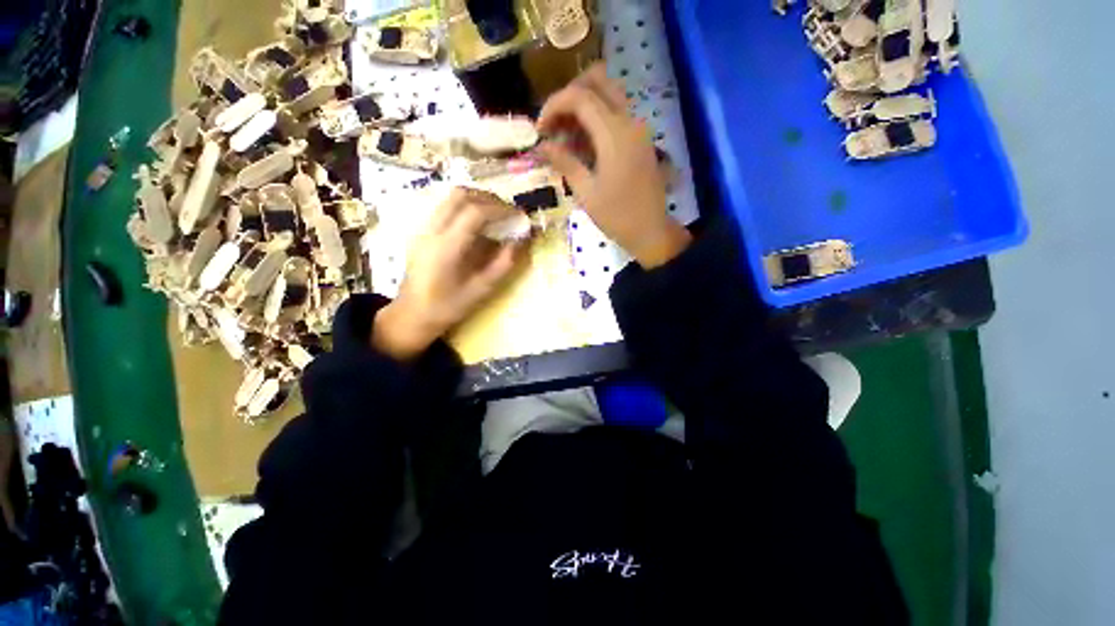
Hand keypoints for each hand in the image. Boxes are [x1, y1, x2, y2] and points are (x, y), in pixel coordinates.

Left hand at [374, 188, 523, 359]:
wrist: (412, 314)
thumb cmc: (448, 307)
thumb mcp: (482, 289)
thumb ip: (504, 263)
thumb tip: (522, 240)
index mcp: (447, 247)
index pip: (475, 212)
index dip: (501, 210)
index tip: (519, 216)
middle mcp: (432, 230)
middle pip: (460, 195)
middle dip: (489, 199)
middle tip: (508, 212)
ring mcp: (423, 228)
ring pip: (451, 198)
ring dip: (477, 199)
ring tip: (496, 215)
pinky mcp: (422, 230)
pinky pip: (446, 207)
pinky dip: (466, 206)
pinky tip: (478, 223)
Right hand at [537, 63, 690, 268]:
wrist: (651, 231)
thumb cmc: (617, 216)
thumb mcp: (586, 192)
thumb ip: (564, 162)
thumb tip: (541, 146)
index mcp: (615, 134)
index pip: (579, 96)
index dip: (553, 105)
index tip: (539, 130)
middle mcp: (629, 120)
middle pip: (598, 80)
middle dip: (569, 96)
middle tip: (555, 124)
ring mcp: (638, 128)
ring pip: (608, 94)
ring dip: (583, 106)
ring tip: (565, 137)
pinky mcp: (640, 139)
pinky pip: (616, 114)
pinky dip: (595, 119)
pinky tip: (582, 145)